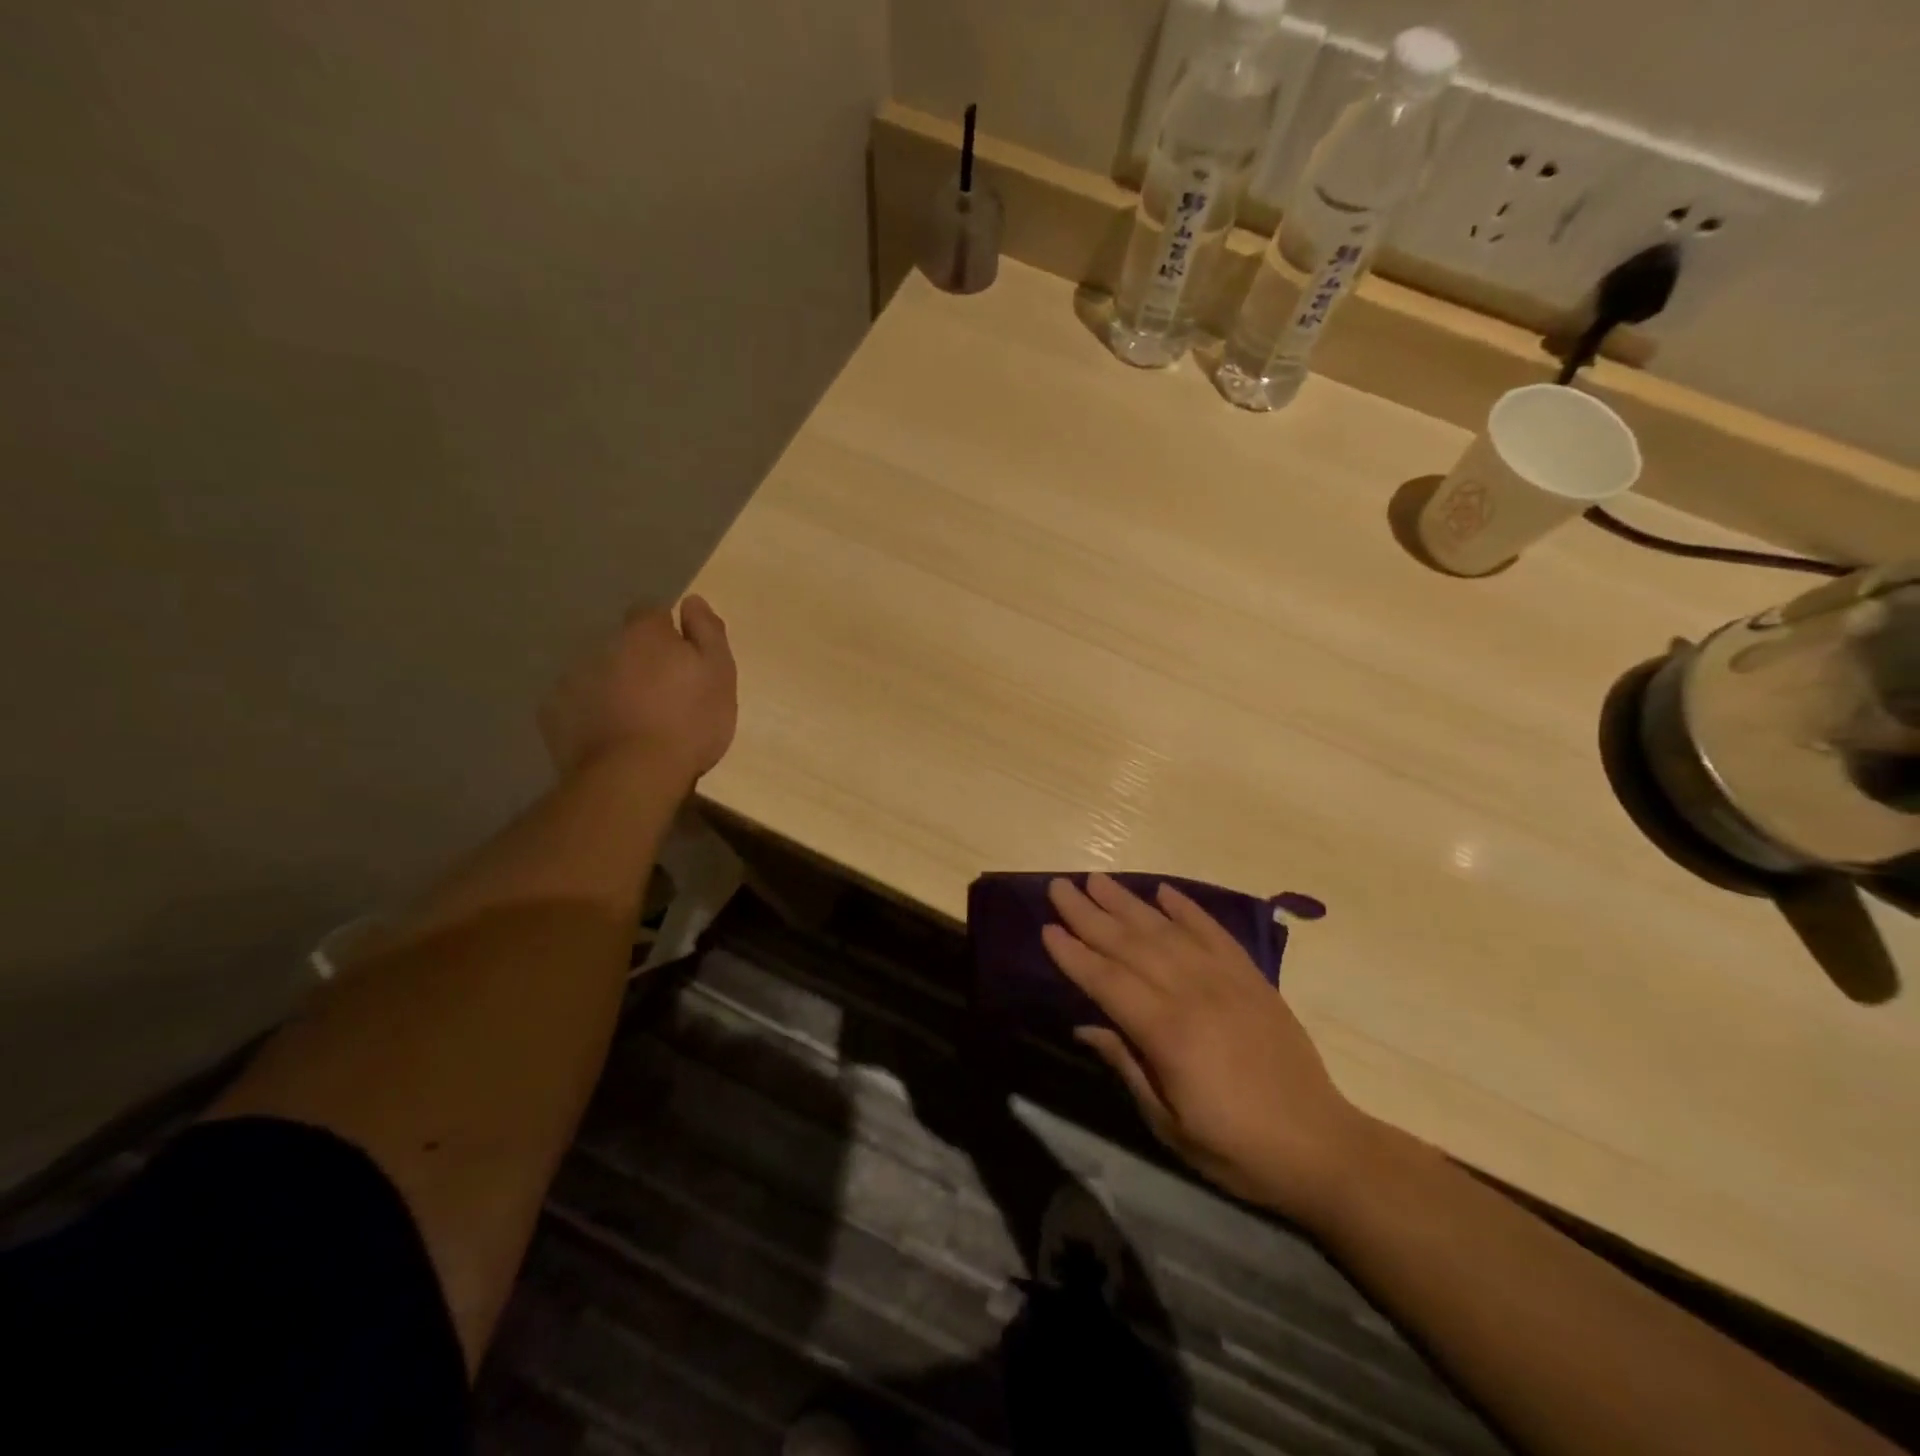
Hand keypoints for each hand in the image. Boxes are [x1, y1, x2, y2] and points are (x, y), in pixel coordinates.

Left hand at [539, 596, 737, 781]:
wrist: (634, 774)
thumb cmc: (689, 722)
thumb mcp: (719, 674)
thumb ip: (708, 632)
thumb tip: (692, 601)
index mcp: (645, 632)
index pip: (652, 613)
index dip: (667, 633)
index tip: (681, 659)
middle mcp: (602, 645)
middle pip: (622, 644)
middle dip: (638, 660)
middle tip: (662, 694)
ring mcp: (572, 678)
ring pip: (597, 673)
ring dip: (613, 686)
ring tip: (634, 720)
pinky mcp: (553, 714)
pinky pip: (575, 705)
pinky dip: (589, 714)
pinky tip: (608, 737)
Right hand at [1042, 873, 1368, 1222]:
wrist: (1322, 1146)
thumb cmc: (1235, 1147)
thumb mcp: (1169, 1124)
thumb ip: (1127, 1066)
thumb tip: (1084, 1026)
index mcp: (1169, 1034)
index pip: (1108, 982)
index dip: (1074, 955)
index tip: (1047, 928)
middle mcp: (1194, 994)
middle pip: (1131, 945)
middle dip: (1090, 914)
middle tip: (1060, 886)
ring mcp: (1226, 980)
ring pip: (1166, 930)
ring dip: (1128, 903)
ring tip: (1097, 880)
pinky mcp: (1251, 977)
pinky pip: (1213, 932)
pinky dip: (1187, 909)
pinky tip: (1163, 891)